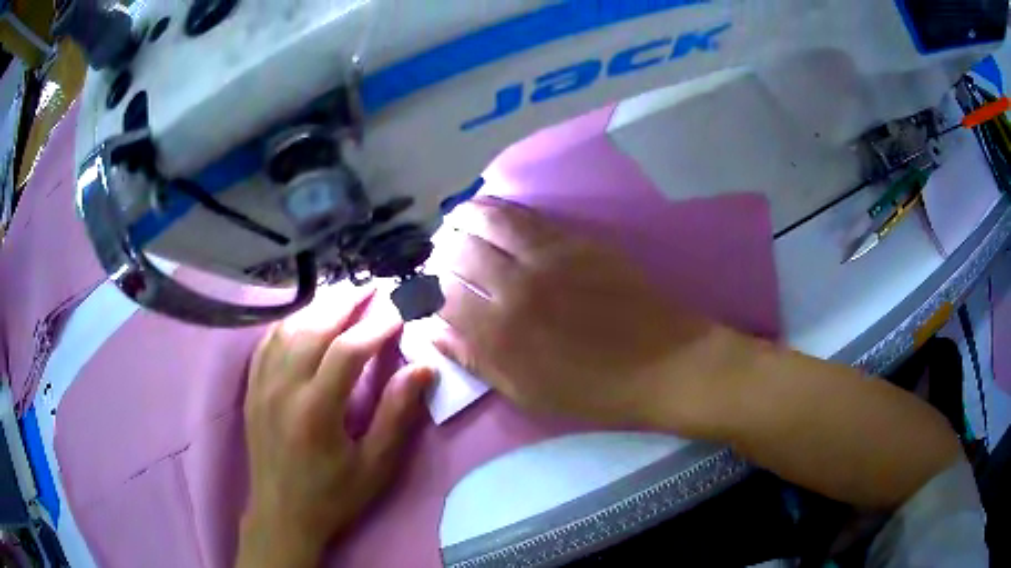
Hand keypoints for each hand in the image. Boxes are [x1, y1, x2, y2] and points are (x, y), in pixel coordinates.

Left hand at [238, 289, 432, 567]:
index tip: (401, 310)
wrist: (282, 514)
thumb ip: (397, 415)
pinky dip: (291, 321)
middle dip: (349, 302)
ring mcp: (262, 384)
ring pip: (289, 327)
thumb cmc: (333, 496)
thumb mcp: (375, 467)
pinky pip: (268, 341)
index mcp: (316, 410)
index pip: (349, 349)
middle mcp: (284, 387)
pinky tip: (306, 318)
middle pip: (315, 326)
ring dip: (320, 307)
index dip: (378, 325)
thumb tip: (422, 368)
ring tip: (346, 298)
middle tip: (375, 289)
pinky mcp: (252, 388)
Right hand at [433, 197, 721, 429]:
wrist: (664, 363)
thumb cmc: (594, 390)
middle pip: (458, 253)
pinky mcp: (575, 240)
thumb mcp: (527, 393)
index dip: (424, 290)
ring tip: (453, 222)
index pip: (440, 297)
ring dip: (462, 219)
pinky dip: (497, 209)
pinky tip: (488, 210)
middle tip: (437, 255)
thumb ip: (476, 360)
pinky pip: (525, 216)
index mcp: (500, 333)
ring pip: (488, 222)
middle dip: (439, 251)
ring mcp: (547, 257)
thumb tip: (432, 332)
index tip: (420, 289)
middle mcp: (515, 286)